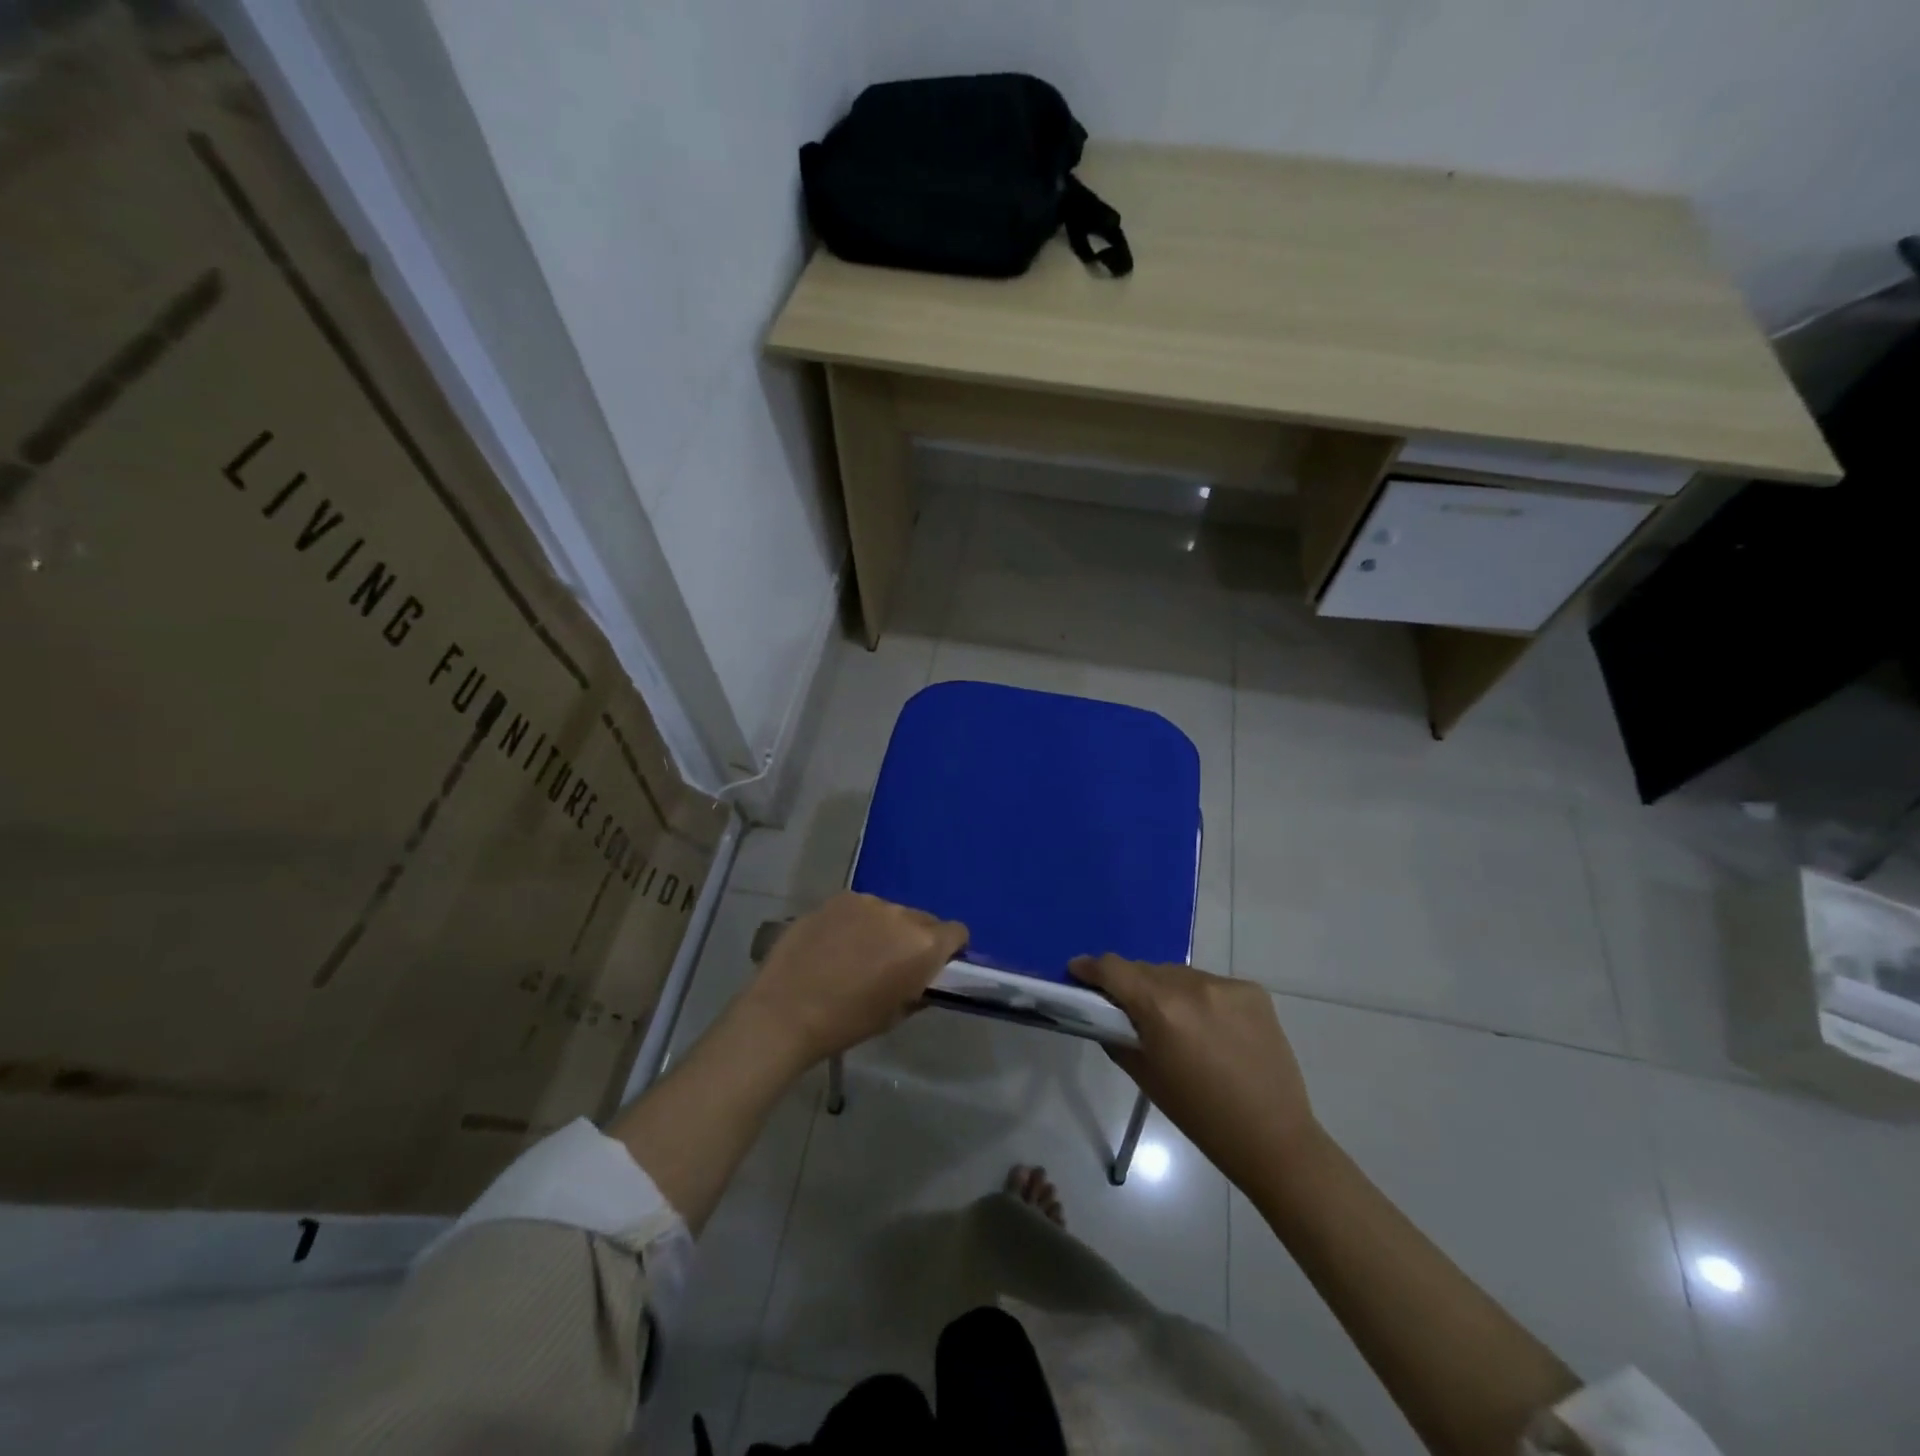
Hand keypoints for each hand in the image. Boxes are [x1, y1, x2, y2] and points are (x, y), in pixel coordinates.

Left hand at [741, 892, 966, 1067]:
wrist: (786, 1010)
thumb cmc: (847, 1022)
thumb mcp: (895, 1014)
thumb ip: (918, 988)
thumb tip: (924, 977)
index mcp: (923, 945)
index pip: (957, 932)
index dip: (951, 948)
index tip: (935, 965)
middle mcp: (901, 914)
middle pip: (923, 919)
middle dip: (915, 938)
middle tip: (893, 963)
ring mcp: (867, 901)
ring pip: (889, 912)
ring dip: (884, 928)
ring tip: (857, 953)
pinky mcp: (838, 898)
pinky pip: (859, 908)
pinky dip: (855, 922)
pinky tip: (834, 944)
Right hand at [1071, 955, 1320, 1192]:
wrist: (1273, 1138)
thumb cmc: (1200, 1116)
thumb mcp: (1145, 1076)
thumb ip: (1118, 1035)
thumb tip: (1102, 1012)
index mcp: (1161, 1008)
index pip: (1113, 968)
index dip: (1090, 967)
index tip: (1078, 971)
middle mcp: (1192, 985)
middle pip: (1146, 969)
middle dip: (1130, 984)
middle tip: (1127, 1007)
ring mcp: (1226, 985)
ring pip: (1179, 974)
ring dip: (1166, 989)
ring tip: (1173, 1021)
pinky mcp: (1253, 991)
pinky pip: (1211, 984)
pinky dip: (1200, 998)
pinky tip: (1210, 1027)